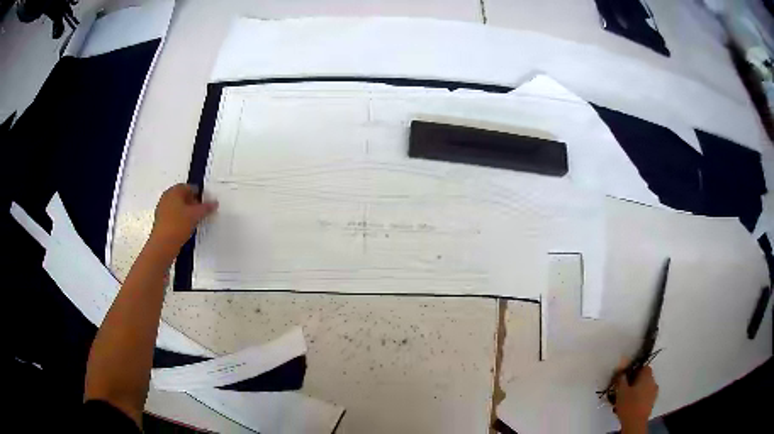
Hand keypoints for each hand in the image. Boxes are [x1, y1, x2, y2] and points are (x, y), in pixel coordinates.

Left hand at [149, 184, 217, 254]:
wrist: (162, 244)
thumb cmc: (178, 225)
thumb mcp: (195, 215)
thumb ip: (206, 208)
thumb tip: (215, 203)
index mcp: (174, 191)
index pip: (190, 187)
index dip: (199, 194)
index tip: (206, 204)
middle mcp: (167, 196)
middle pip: (182, 196)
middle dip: (192, 202)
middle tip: (201, 212)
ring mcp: (162, 208)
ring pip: (177, 206)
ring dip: (186, 211)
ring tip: (194, 221)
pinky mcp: (160, 220)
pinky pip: (173, 215)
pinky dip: (180, 218)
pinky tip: (185, 227)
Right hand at [615, 359, 658, 433]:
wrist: (635, 422)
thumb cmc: (628, 404)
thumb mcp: (621, 391)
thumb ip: (621, 379)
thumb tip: (621, 369)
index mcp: (647, 376)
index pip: (644, 367)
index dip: (635, 370)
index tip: (627, 378)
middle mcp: (653, 381)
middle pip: (645, 377)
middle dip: (636, 381)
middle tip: (625, 388)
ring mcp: (654, 392)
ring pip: (646, 386)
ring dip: (639, 389)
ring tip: (628, 398)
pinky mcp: (652, 401)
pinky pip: (647, 395)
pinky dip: (641, 397)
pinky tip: (633, 404)